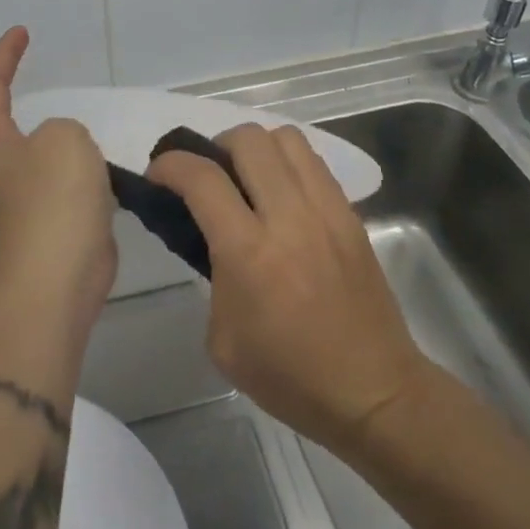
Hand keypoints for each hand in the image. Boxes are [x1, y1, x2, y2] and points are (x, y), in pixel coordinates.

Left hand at [0, 27, 116, 333]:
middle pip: (8, 122)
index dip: (4, 56)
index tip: (22, 32)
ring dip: (63, 141)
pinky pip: (67, 185)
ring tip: (91, 128)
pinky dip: (84, 173)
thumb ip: (64, 128)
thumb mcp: (65, 138)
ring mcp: (24, 200)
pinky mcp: (50, 225)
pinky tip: (108, 173)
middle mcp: (1, 168)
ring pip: (43, 156)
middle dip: (26, 98)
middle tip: (55, 81)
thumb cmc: (54, 199)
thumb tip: (63, 151)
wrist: (57, 279)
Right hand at [147, 125, 428, 455]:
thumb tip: (214, 238)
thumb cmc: (289, 376)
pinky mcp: (350, 214)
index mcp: (249, 253)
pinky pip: (314, 162)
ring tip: (248, 179)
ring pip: (285, 138)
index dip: (170, 165)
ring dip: (256, 148)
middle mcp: (289, 217)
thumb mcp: (223, 338)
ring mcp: (326, 210)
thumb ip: (213, 274)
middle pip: (247, 139)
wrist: (372, 390)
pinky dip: (288, 163)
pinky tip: (282, 195)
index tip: (157, 174)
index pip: (202, 178)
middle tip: (209, 176)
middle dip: (215, 146)